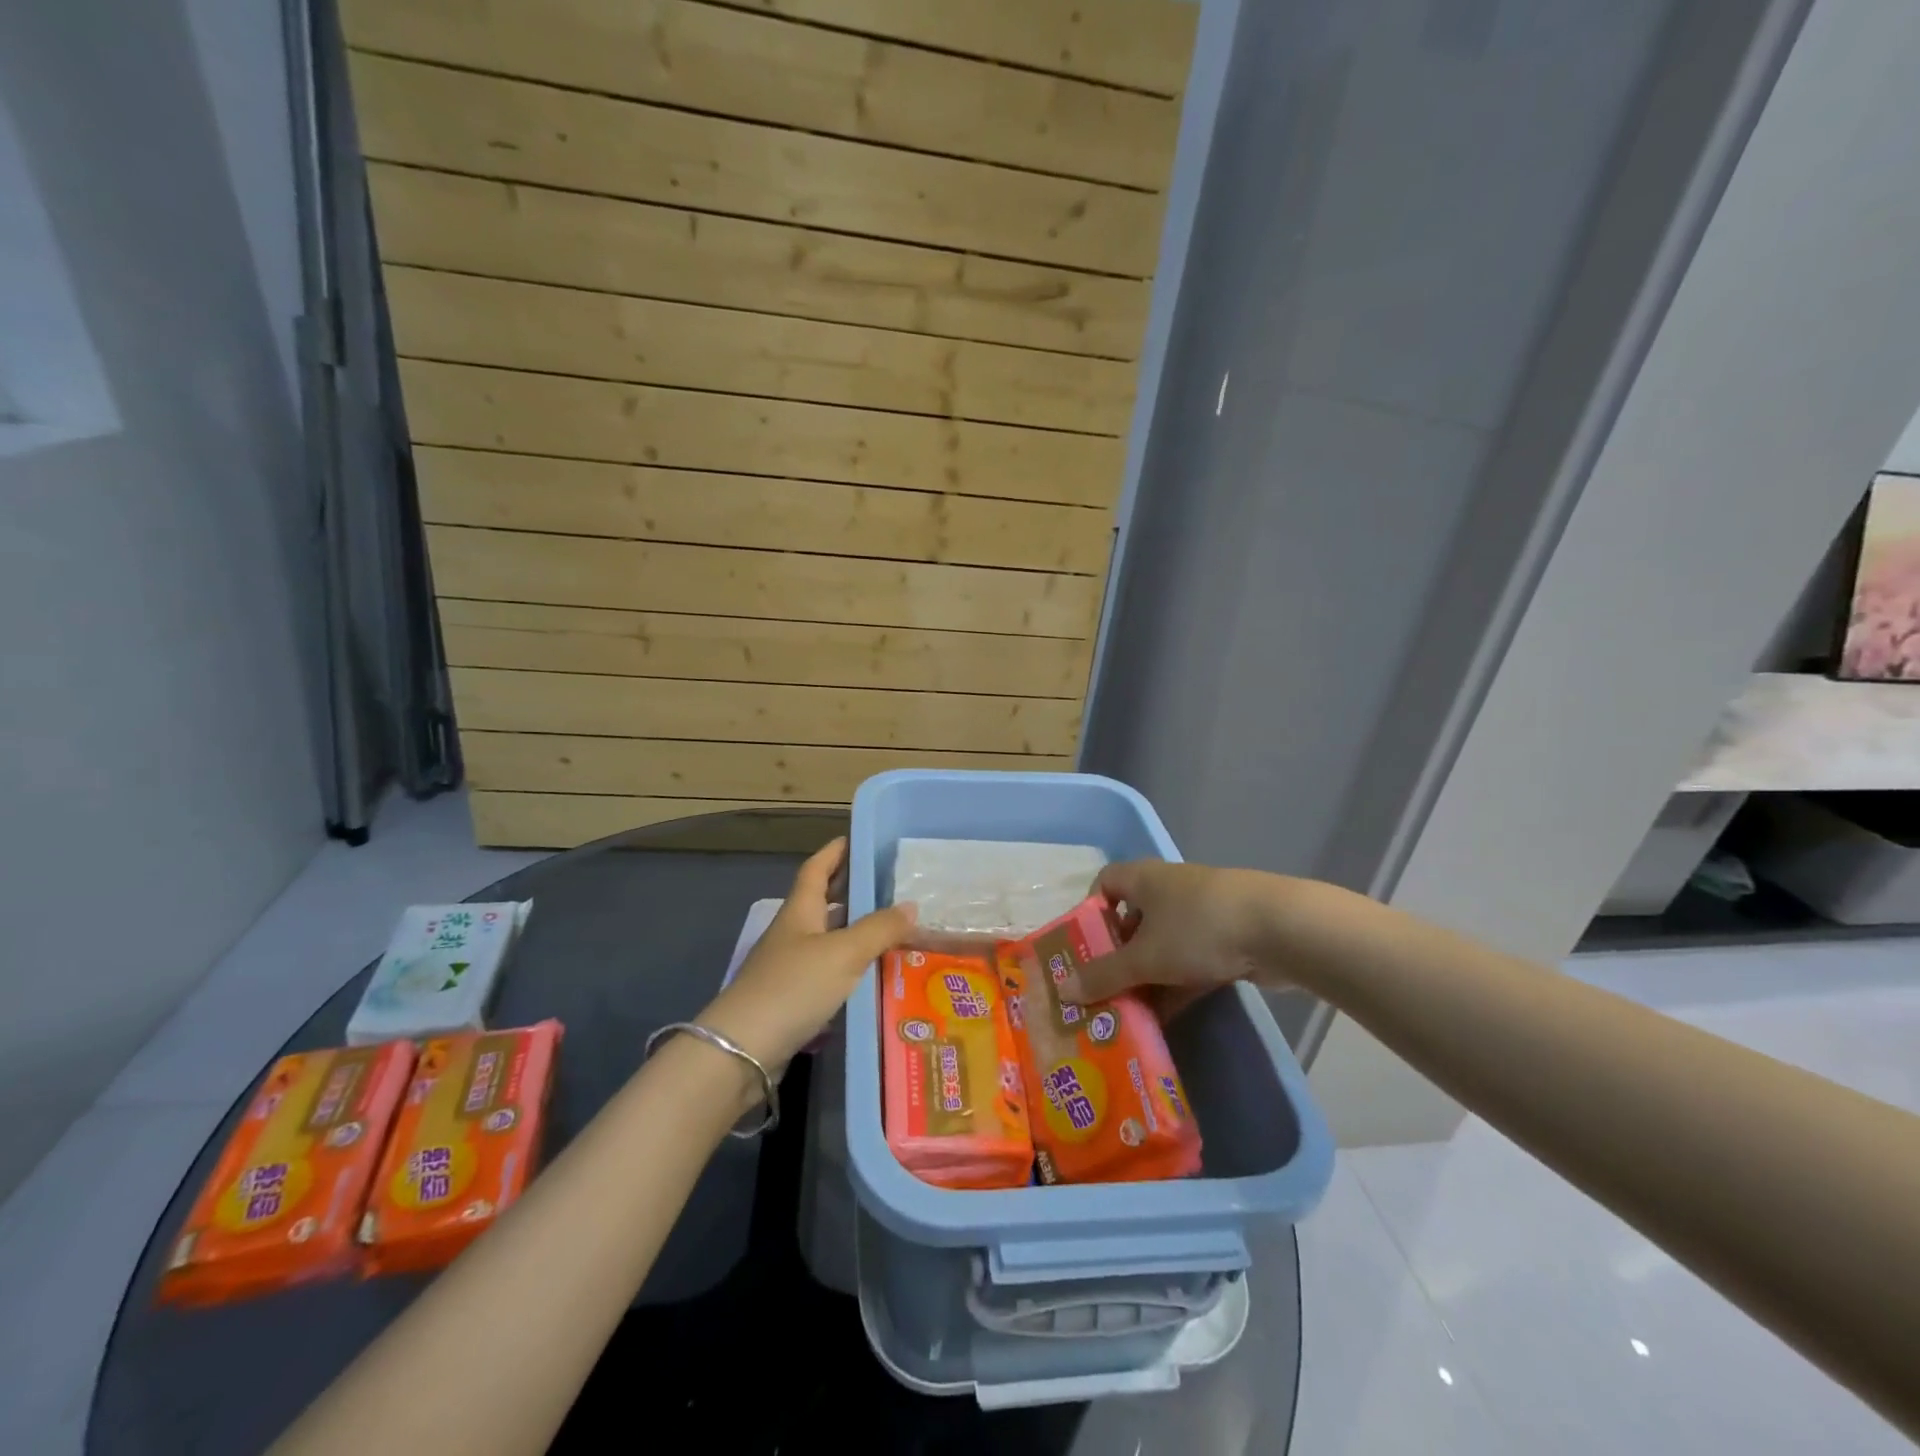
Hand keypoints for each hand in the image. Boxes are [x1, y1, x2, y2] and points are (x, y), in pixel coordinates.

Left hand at [696, 838, 916, 1075]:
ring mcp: (790, 967)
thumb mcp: (844, 952)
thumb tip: (911, 906)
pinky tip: (873, 974)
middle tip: (889, 883)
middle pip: (823, 902)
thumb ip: (879, 929)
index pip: (816, 869)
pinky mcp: (792, 998)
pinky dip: (850, 966)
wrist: (743, 1050)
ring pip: (828, 938)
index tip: (857, 839)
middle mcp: (793, 933)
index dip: (834, 852)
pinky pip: (828, 970)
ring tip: (892, 927)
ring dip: (855, 930)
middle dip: (851, 890)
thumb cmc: (794, 986)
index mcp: (800, 911)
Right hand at [1062, 860, 1281, 1012]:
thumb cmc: (1198, 929)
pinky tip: (1162, 1021)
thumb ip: (1104, 975)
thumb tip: (1063, 990)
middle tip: (1100, 991)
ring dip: (1145, 978)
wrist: (1280, 930)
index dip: (1090, 912)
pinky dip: (1174, 987)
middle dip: (1116, 957)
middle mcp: (1169, 890)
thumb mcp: (1145, 957)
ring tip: (1125, 1014)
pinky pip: (1189, 963)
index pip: (1106, 883)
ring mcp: (1201, 915)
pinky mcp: (1227, 939)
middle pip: (1132, 921)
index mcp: (1144, 879)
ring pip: (1162, 946)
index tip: (1084, 947)